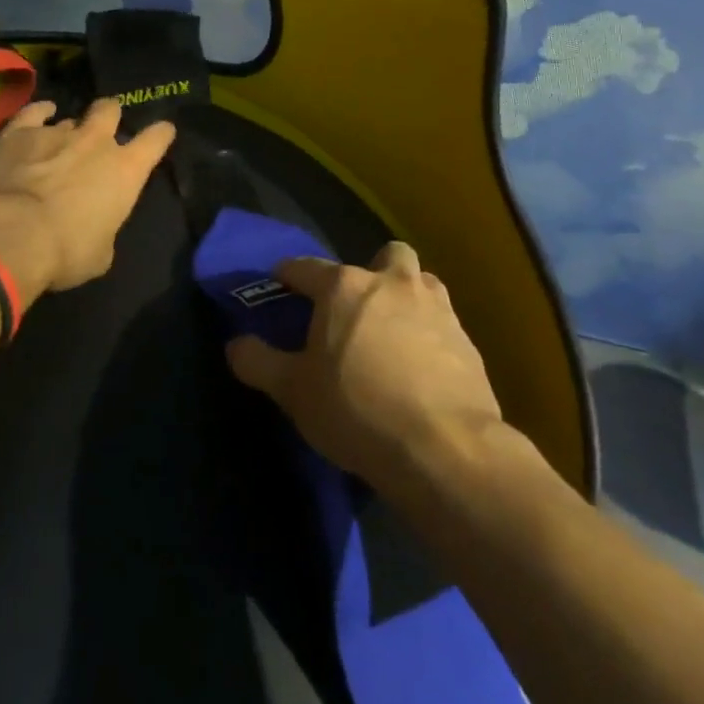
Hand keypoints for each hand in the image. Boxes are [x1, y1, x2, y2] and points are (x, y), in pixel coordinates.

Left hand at [0, 98, 175, 300]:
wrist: (9, 235)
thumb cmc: (65, 252)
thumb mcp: (99, 255)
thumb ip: (104, 231)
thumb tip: (96, 229)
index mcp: (125, 171)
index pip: (155, 140)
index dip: (161, 134)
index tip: (163, 131)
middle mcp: (95, 143)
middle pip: (110, 110)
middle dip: (110, 115)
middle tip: (103, 127)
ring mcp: (56, 132)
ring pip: (70, 118)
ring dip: (69, 129)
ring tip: (59, 143)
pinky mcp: (19, 132)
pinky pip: (34, 112)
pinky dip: (39, 113)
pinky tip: (40, 114)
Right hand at [226, 243, 505, 489]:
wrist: (443, 447)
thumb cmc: (355, 409)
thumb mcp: (293, 391)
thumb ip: (258, 362)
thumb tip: (235, 343)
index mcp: (345, 288)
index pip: (306, 267)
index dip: (289, 274)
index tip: (280, 282)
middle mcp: (393, 284)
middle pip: (385, 256)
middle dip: (371, 272)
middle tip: (357, 308)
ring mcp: (437, 308)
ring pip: (422, 283)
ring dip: (407, 298)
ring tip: (393, 334)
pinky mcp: (467, 340)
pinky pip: (443, 323)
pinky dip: (430, 335)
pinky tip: (421, 368)